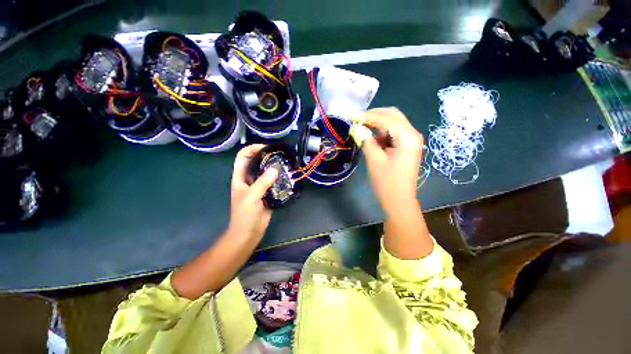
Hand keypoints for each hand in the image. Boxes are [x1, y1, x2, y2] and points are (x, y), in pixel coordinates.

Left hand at [229, 144, 278, 240]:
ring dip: (274, 167)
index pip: (243, 157)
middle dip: (266, 156)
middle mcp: (249, 180)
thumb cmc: (244, 215)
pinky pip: (273, 182)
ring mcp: (258, 187)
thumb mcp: (251, 197)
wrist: (248, 233)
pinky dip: (279, 178)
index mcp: (240, 178)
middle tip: (279, 155)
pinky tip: (287, 176)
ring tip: (285, 163)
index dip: (252, 149)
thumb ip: (262, 183)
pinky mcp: (267, 193)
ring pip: (266, 172)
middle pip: (256, 162)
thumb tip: (275, 169)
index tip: (266, 148)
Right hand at [361, 107, 423, 213]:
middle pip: (393, 115)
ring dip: (377, 124)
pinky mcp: (406, 146)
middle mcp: (412, 134)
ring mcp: (411, 140)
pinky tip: (371, 138)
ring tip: (362, 128)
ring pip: (393, 123)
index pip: (386, 118)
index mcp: (407, 136)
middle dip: (374, 115)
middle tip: (357, 120)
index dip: (367, 116)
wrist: (399, 201)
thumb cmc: (387, 182)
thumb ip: (366, 140)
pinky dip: (381, 132)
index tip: (351, 115)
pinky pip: (393, 133)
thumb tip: (357, 128)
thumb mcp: (374, 160)